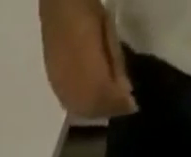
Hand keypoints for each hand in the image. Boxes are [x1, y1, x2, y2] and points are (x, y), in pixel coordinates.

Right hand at [39, 0, 135, 118]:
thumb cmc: (87, 15)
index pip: (109, 103)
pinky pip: (72, 106)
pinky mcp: (56, 90)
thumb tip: (126, 92)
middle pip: (95, 112)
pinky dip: (84, 106)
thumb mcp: (109, 35)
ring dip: (97, 110)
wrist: (58, 8)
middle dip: (109, 109)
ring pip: (83, 112)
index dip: (122, 106)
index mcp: (90, 81)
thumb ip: (117, 67)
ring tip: (108, 102)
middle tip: (122, 104)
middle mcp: (75, 95)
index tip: (134, 105)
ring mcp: (63, 94)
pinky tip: (91, 99)